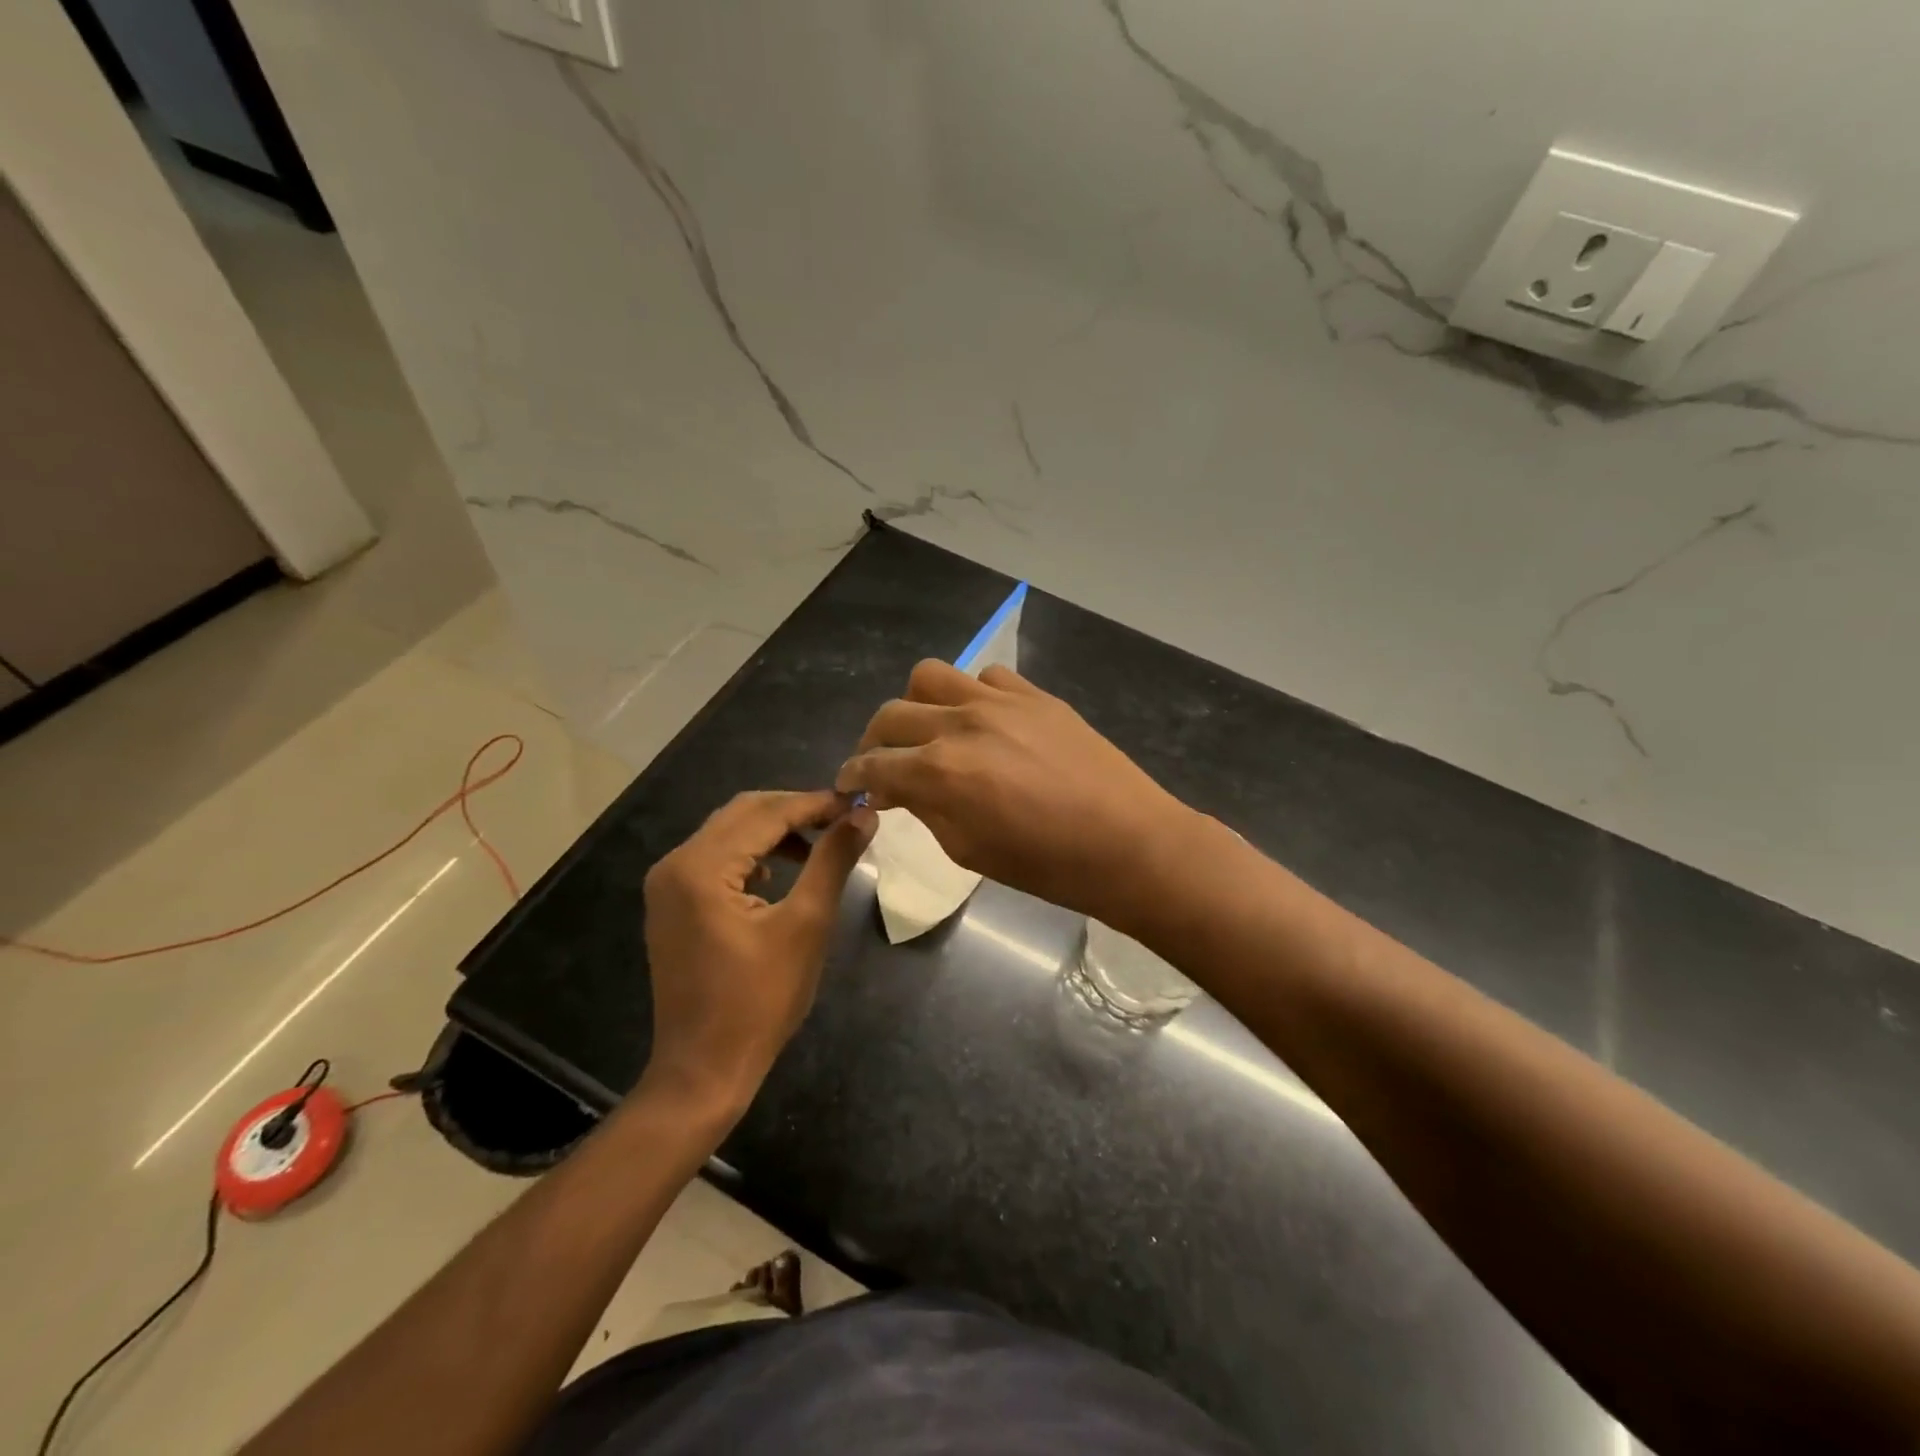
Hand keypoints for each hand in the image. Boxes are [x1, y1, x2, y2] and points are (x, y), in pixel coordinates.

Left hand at [641, 791, 875, 1115]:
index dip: (816, 803)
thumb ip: (832, 860)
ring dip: (774, 830)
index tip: (858, 803)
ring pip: (729, 832)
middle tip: (842, 819)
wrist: (703, 1070)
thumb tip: (863, 815)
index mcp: (701, 867)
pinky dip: (752, 853)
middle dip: (795, 810)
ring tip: (821, 842)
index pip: (767, 812)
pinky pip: (716, 857)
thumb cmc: (760, 1002)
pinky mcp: (671, 904)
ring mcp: (667, 884)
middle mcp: (675, 864)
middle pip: (743, 812)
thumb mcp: (806, 925)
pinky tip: (780, 871)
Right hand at [836, 660, 1191, 929]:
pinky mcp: (1033, 694)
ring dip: (916, 706)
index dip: (853, 778)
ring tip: (929, 731)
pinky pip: (984, 677)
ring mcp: (999, 701)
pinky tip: (983, 723)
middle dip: (874, 742)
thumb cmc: (1046, 865)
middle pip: (890, 715)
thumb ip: (926, 810)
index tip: (850, 787)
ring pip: (930, 676)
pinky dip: (970, 696)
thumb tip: (902, 789)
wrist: (1127, 842)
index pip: (873, 766)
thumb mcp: (969, 850)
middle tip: (883, 764)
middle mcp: (960, 724)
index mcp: (939, 772)